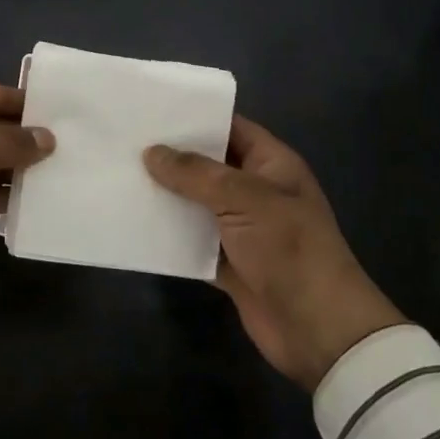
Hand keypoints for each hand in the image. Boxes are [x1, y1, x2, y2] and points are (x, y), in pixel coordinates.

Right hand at [145, 116, 405, 390]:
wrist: (318, 329)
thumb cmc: (289, 248)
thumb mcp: (245, 199)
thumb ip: (196, 174)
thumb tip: (152, 151)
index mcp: (272, 165)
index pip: (230, 127)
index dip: (196, 117)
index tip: (152, 110)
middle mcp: (255, 191)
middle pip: (208, 165)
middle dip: (172, 156)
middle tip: (125, 140)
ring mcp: (241, 228)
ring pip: (196, 203)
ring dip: (166, 195)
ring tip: (120, 176)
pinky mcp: (227, 262)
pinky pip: (191, 241)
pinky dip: (169, 235)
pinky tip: (134, 223)